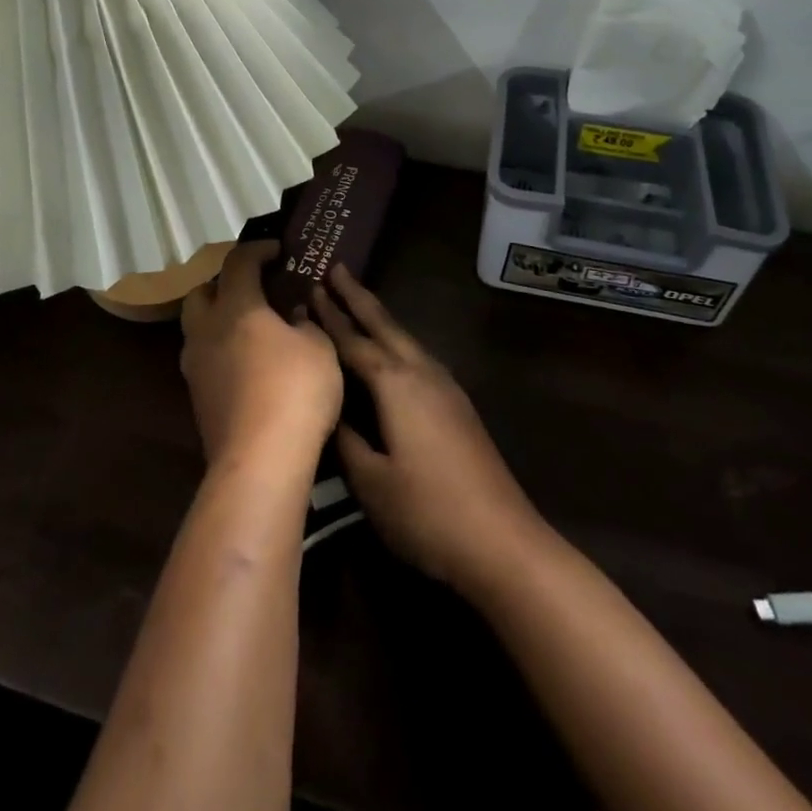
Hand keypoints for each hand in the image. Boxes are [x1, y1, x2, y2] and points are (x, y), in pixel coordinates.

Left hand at [181, 241, 342, 468]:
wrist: (259, 461)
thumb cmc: (295, 391)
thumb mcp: (318, 348)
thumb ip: (305, 323)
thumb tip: (293, 315)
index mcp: (236, 307)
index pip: (238, 262)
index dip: (258, 250)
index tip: (278, 250)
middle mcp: (206, 330)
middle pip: (201, 292)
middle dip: (224, 284)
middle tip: (253, 289)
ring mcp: (195, 367)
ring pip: (197, 328)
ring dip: (219, 319)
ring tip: (251, 329)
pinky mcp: (196, 399)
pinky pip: (204, 359)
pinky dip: (221, 351)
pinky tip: (247, 364)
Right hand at [311, 267, 543, 591]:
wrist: (503, 541)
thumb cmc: (428, 512)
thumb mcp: (371, 482)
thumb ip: (346, 440)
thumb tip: (329, 410)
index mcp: (396, 384)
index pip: (354, 342)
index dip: (329, 318)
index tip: (308, 290)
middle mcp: (421, 373)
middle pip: (384, 325)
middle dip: (358, 297)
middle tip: (335, 269)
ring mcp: (445, 387)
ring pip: (404, 338)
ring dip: (379, 317)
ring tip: (357, 301)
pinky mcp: (457, 405)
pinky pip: (417, 356)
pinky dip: (395, 341)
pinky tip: (392, 351)